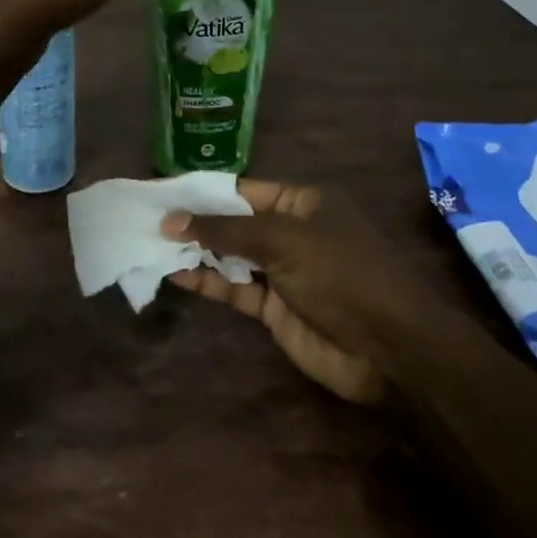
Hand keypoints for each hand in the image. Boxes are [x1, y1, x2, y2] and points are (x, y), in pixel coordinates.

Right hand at [162, 180, 444, 405]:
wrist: (390, 349)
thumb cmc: (341, 274)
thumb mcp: (283, 240)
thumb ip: (225, 230)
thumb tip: (172, 219)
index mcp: (302, 202)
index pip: (244, 189)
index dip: (204, 191)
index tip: (163, 192)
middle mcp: (291, 231)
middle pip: (234, 222)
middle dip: (195, 222)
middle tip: (147, 219)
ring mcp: (283, 271)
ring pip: (230, 256)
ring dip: (196, 253)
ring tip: (150, 245)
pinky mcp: (275, 308)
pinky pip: (235, 288)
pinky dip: (207, 282)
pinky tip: (175, 275)